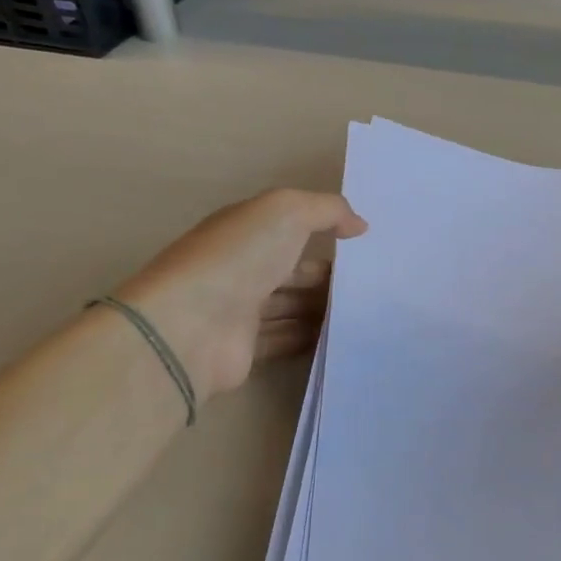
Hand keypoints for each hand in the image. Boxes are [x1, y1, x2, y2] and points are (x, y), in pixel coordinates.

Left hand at [114, 189, 366, 399]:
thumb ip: (328, 210)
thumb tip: (359, 225)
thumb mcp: (287, 212)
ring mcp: (239, 311)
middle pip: (291, 270)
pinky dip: (311, 338)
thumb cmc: (238, 258)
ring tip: (364, 310)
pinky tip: (342, 336)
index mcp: (244, 231)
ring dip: (322, 307)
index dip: (323, 230)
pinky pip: (285, 340)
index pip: (289, 227)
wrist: (190, 327)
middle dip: (326, 275)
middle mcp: (240, 268)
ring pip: (291, 306)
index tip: (362, 243)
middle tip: (370, 283)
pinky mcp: (245, 350)